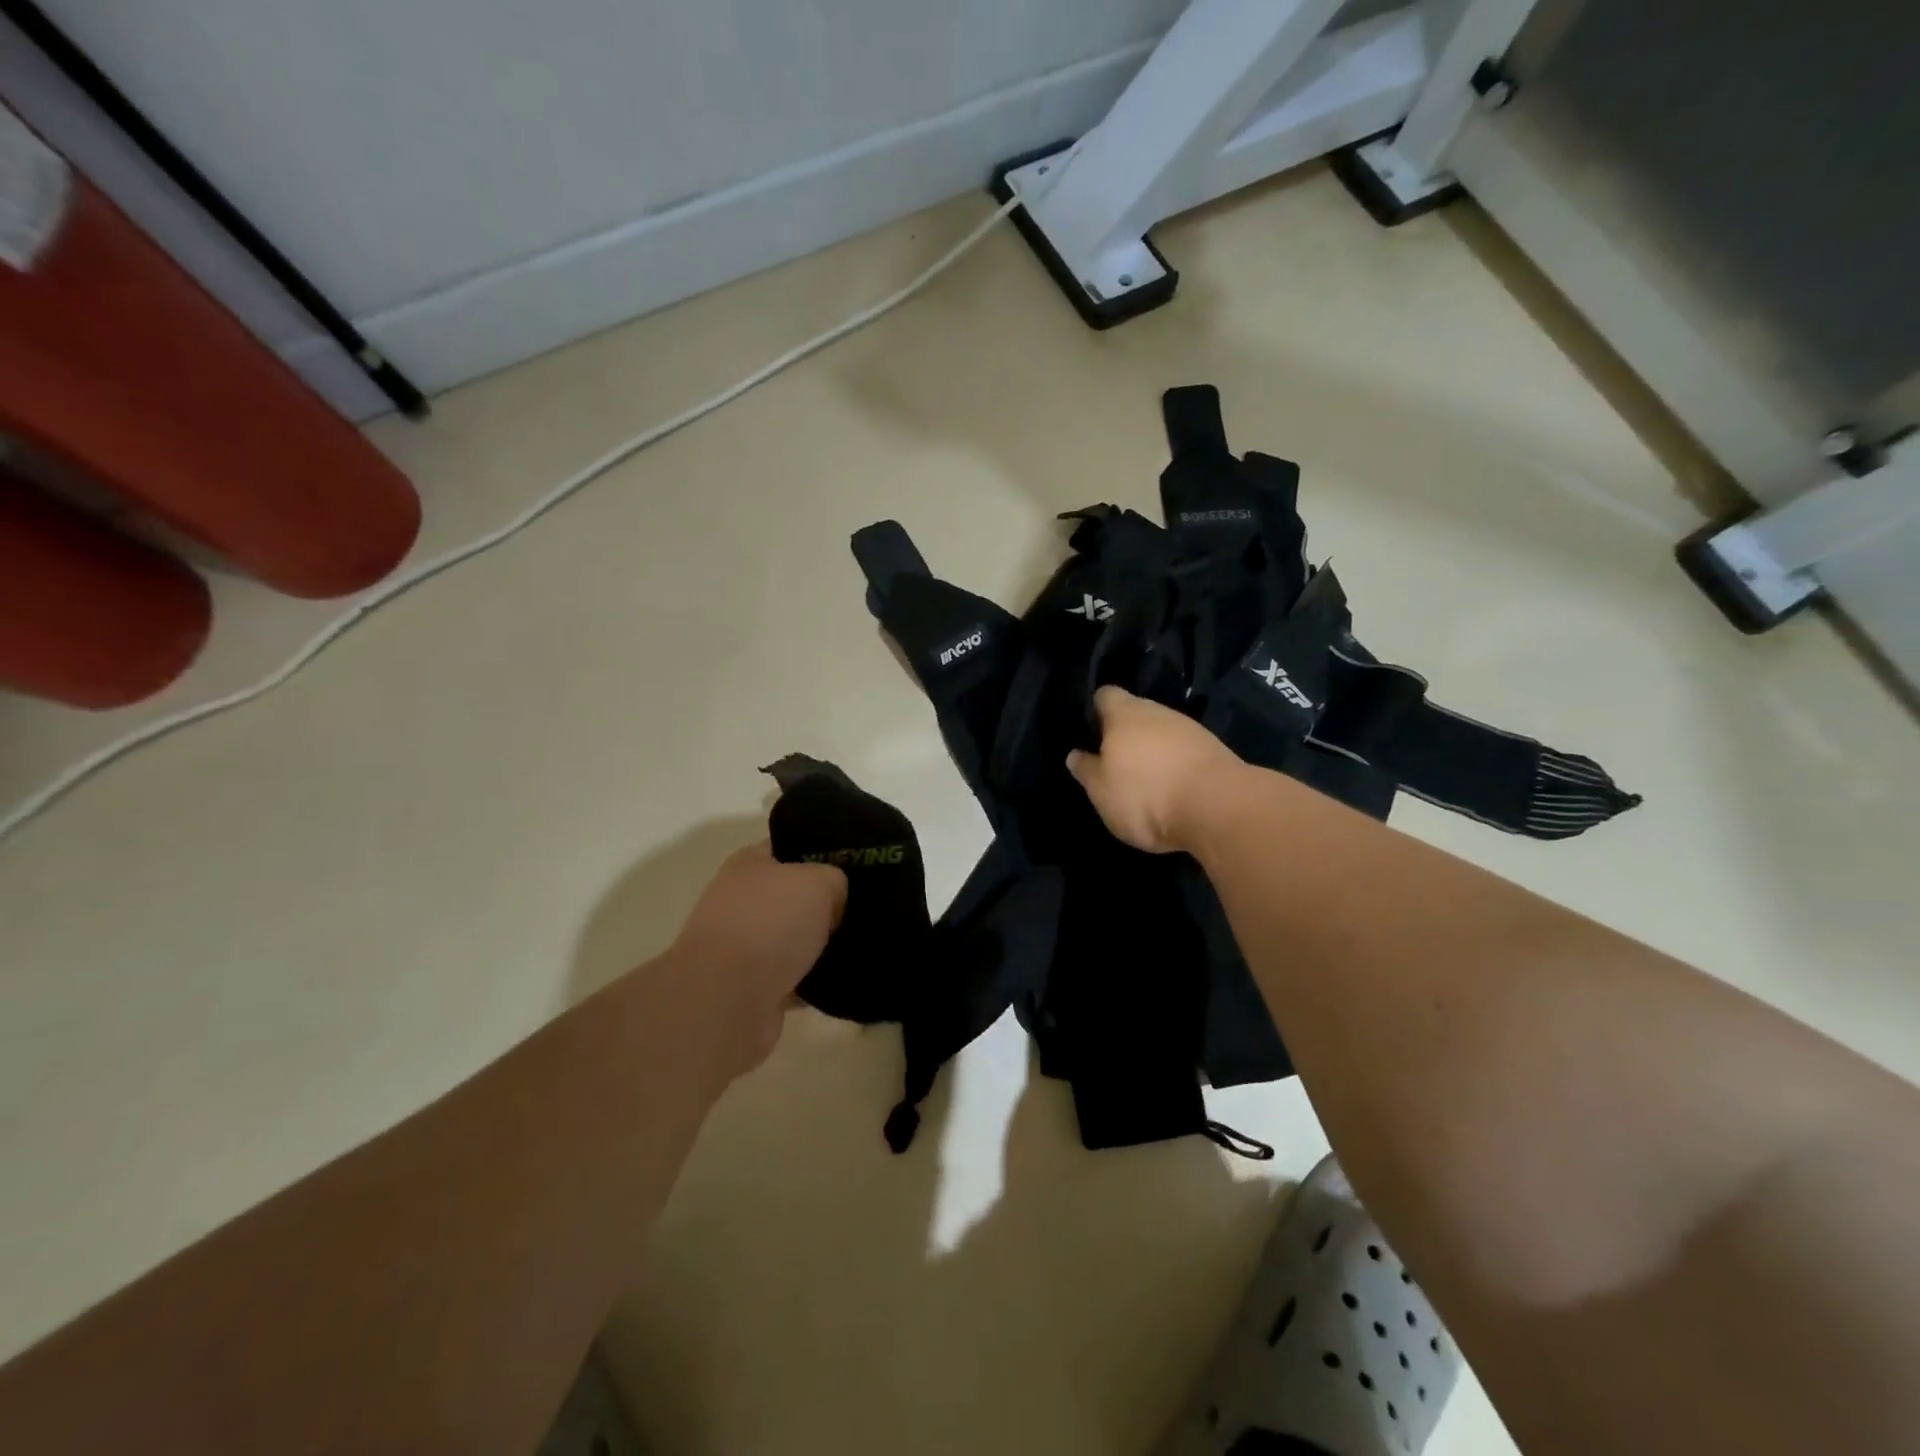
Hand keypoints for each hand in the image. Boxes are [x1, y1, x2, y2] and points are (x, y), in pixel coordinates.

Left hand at [666, 842, 846, 1076]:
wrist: (727, 1000)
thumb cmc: (770, 923)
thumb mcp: (819, 881)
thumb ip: (835, 880)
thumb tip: (835, 901)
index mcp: (749, 864)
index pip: (791, 846)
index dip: (823, 851)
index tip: (858, 863)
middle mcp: (741, 900)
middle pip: (794, 894)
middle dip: (827, 902)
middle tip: (865, 905)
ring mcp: (743, 946)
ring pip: (795, 938)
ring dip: (821, 944)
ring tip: (862, 943)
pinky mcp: (752, 987)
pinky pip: (794, 977)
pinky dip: (814, 981)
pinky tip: (845, 978)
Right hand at [1067, 686, 1244, 853]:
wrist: (1219, 808)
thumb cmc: (1146, 795)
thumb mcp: (1101, 790)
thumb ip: (1086, 770)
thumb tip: (1075, 754)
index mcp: (1125, 713)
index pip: (1105, 695)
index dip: (1095, 709)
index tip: (1088, 730)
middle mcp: (1158, 711)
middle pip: (1136, 712)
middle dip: (1125, 732)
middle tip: (1113, 759)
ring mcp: (1190, 728)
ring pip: (1162, 732)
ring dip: (1153, 749)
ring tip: (1143, 777)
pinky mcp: (1214, 750)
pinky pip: (1184, 750)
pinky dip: (1175, 764)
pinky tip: (1171, 787)